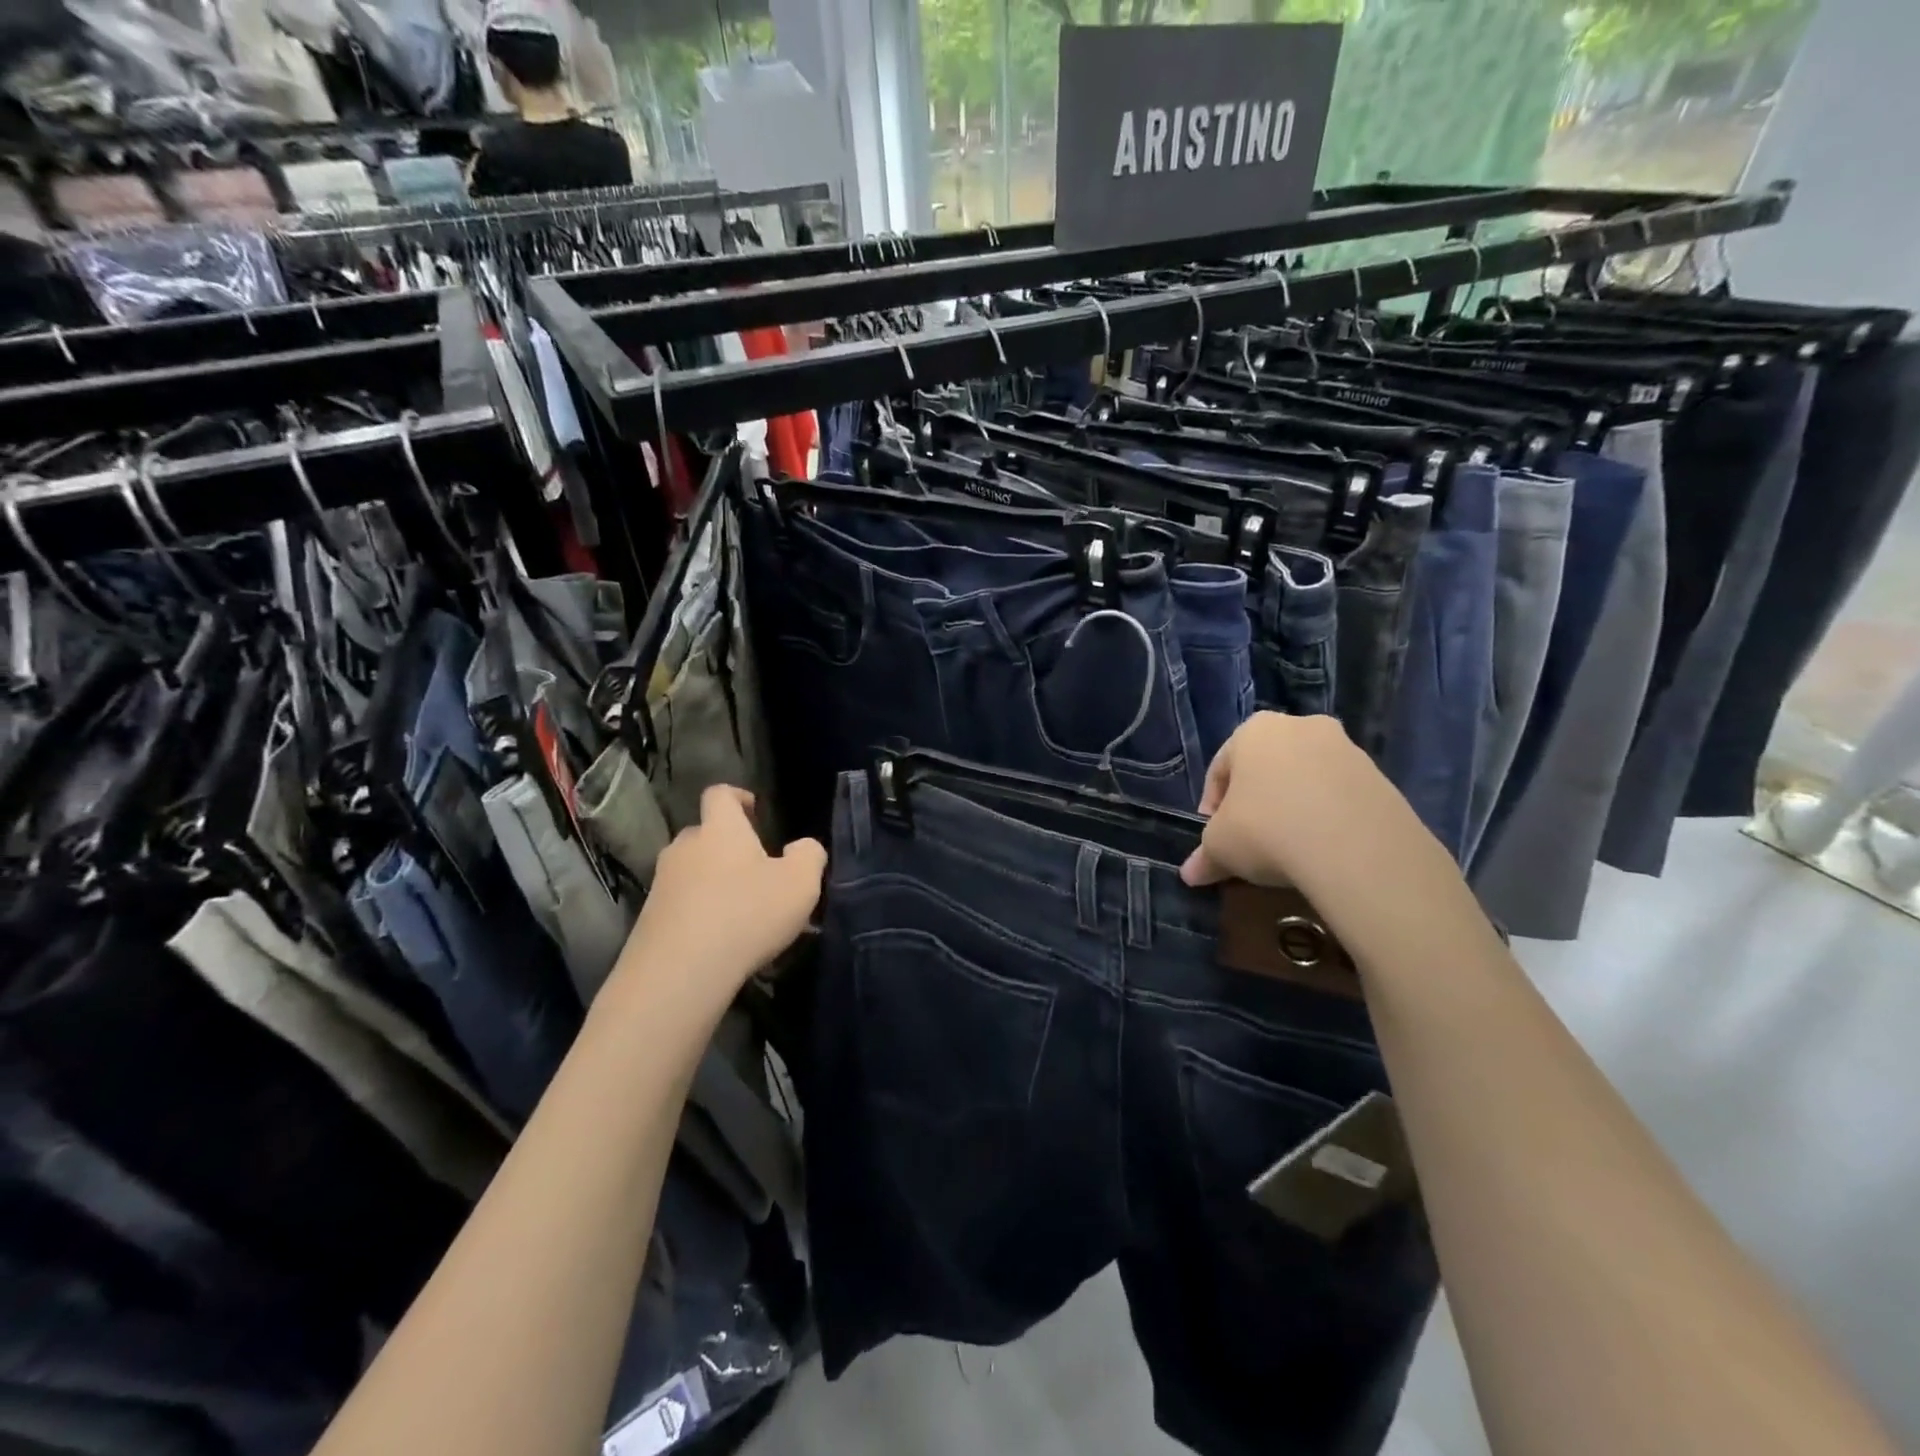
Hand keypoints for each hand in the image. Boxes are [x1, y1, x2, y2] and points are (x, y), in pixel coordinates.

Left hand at [617, 786, 826, 1009]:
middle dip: (728, 846)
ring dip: (712, 881)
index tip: (754, 810)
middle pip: (705, 834)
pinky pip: (679, 903)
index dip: (737, 796)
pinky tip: (718, 939)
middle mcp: (685, 847)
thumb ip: (809, 855)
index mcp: (721, 829)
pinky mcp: (649, 918)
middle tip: (755, 871)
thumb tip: (802, 847)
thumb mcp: (800, 883)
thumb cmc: (747, 914)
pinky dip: (698, 911)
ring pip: (691, 870)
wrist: (679, 972)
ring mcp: (662, 882)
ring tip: (738, 910)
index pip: (720, 794)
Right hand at [1181, 714, 1480, 961]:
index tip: (1214, 833)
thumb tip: (1190, 874)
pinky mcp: (1381, 777)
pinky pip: (1340, 796)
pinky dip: (1328, 816)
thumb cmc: (1267, 830)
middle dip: (1257, 799)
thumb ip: (1205, 856)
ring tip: (1290, 846)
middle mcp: (1301, 726)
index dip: (1213, 803)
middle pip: (1267, 767)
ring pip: (1306, 778)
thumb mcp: (1221, 847)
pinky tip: (1324, 849)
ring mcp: (1347, 749)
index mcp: (1254, 730)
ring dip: (1294, 806)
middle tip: (1251, 837)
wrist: (1356, 847)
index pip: (1221, 766)